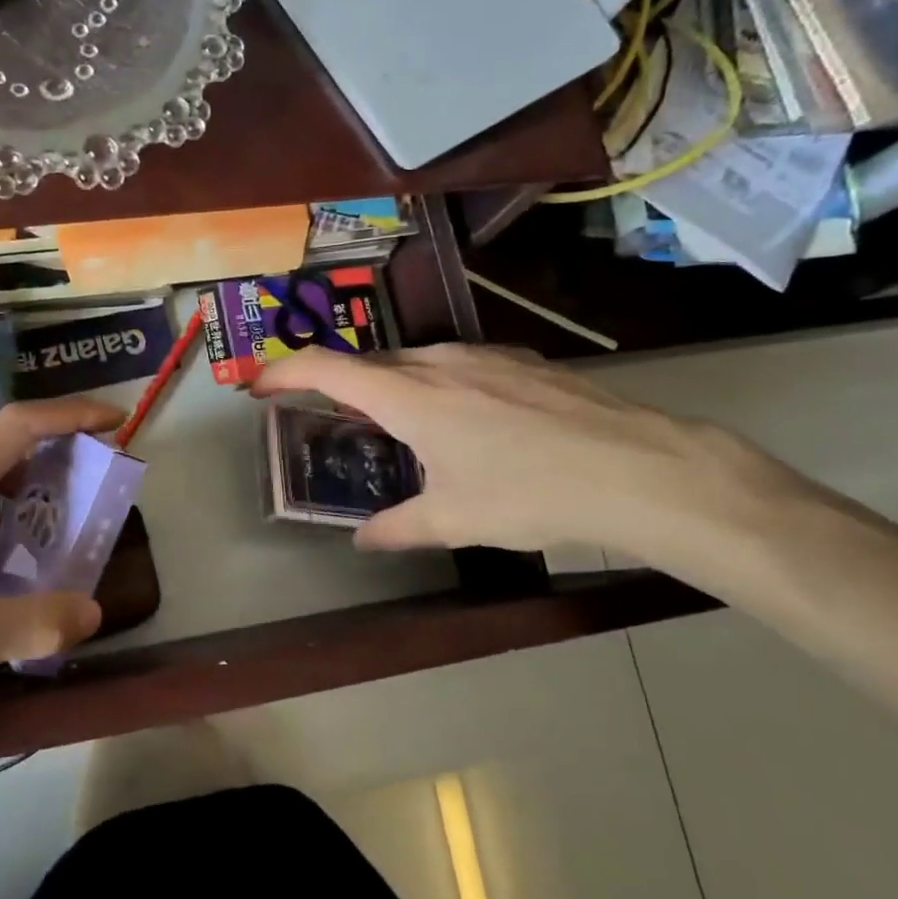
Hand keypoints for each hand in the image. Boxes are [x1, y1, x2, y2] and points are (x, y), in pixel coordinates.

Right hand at [253, 344, 788, 559]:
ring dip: (388, 387)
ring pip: (415, 363)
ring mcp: (484, 357)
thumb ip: (399, 528)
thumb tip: (364, 540)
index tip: (258, 387)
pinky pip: (457, 367)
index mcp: (409, 395)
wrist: (639, 469)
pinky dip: (434, 386)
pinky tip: (462, 422)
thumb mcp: (455, 521)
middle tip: (323, 416)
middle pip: (369, 364)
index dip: (284, 374)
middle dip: (336, 385)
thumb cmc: (531, 493)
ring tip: (392, 424)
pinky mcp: (522, 363)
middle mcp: (439, 362)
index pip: (327, 369)